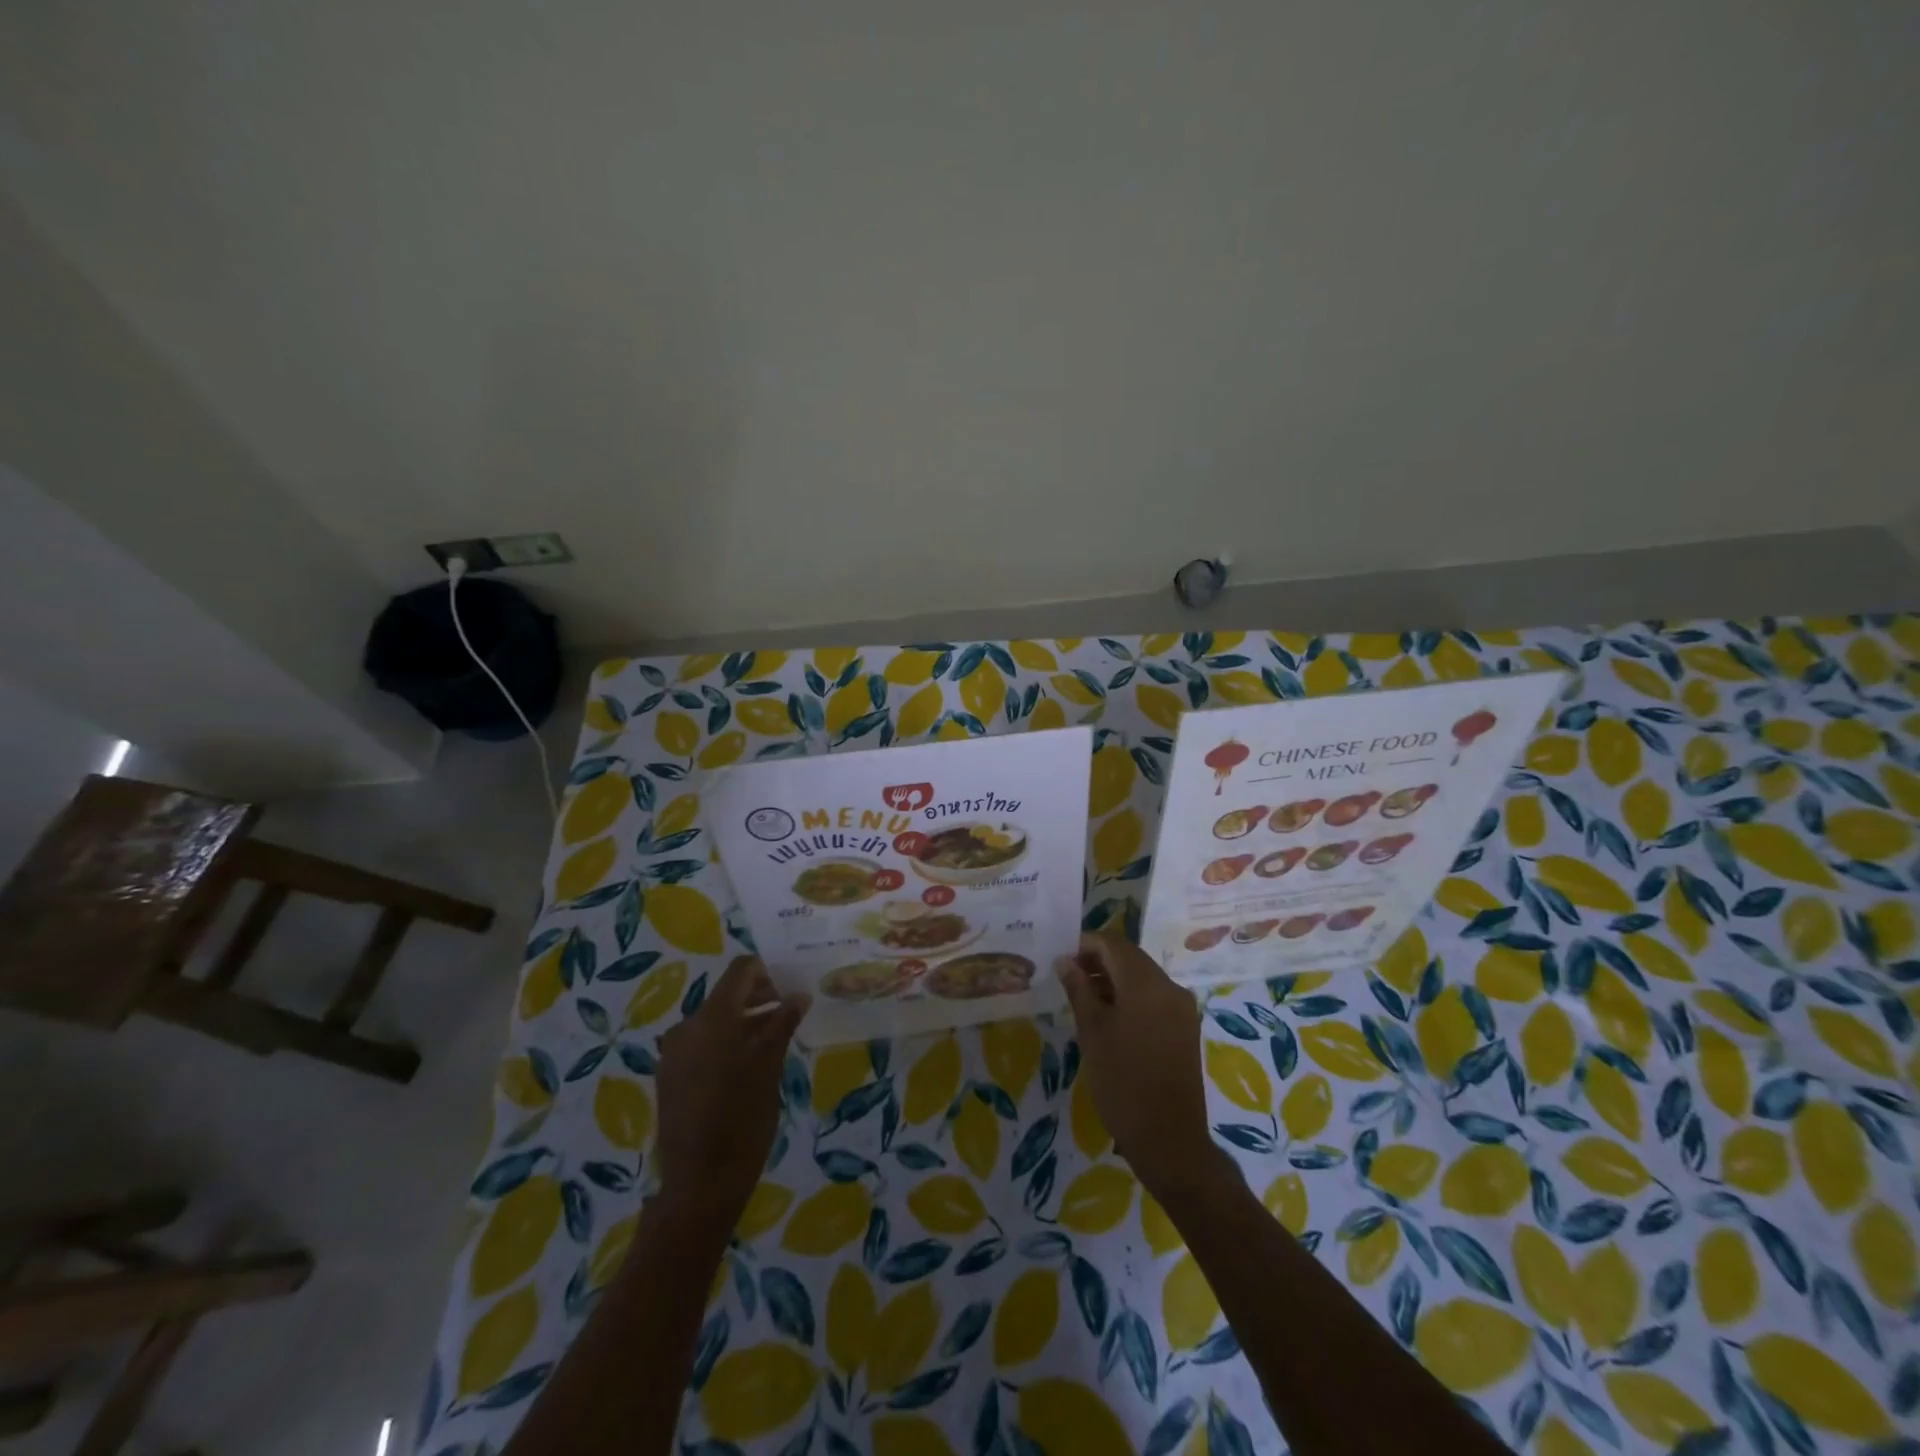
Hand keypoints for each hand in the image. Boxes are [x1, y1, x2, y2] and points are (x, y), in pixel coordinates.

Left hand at [655, 956, 808, 1220]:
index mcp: (712, 1018)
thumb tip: (799, 995)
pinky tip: (747, 1065)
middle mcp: (686, 1027)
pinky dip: (725, 1042)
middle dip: (758, 998)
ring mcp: (673, 1053)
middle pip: (726, 995)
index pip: (740, 971)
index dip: (767, 972)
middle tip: (788, 1013)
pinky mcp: (669, 1076)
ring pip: (714, 1021)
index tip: (790, 988)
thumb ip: (782, 1023)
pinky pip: (701, 1044)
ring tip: (773, 1040)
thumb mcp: (770, 1066)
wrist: (700, 1184)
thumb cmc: (743, 1119)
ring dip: (744, 1022)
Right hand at [1056, 934, 1229, 1196]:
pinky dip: (1131, 997)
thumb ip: (1078, 989)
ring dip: (1113, 979)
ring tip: (1084, 1000)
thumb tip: (1065, 961)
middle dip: (1098, 961)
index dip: (1085, 944)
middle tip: (1068, 980)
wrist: (1169, 1138)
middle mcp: (1169, 986)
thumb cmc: (1122, 1081)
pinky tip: (1109, 1018)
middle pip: (1130, 957)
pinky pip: (1154, 997)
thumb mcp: (1092, 1032)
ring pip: (1142, 977)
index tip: (1061, 960)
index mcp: (1146, 982)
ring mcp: (1181, 1007)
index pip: (1113, 942)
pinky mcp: (1185, 1027)